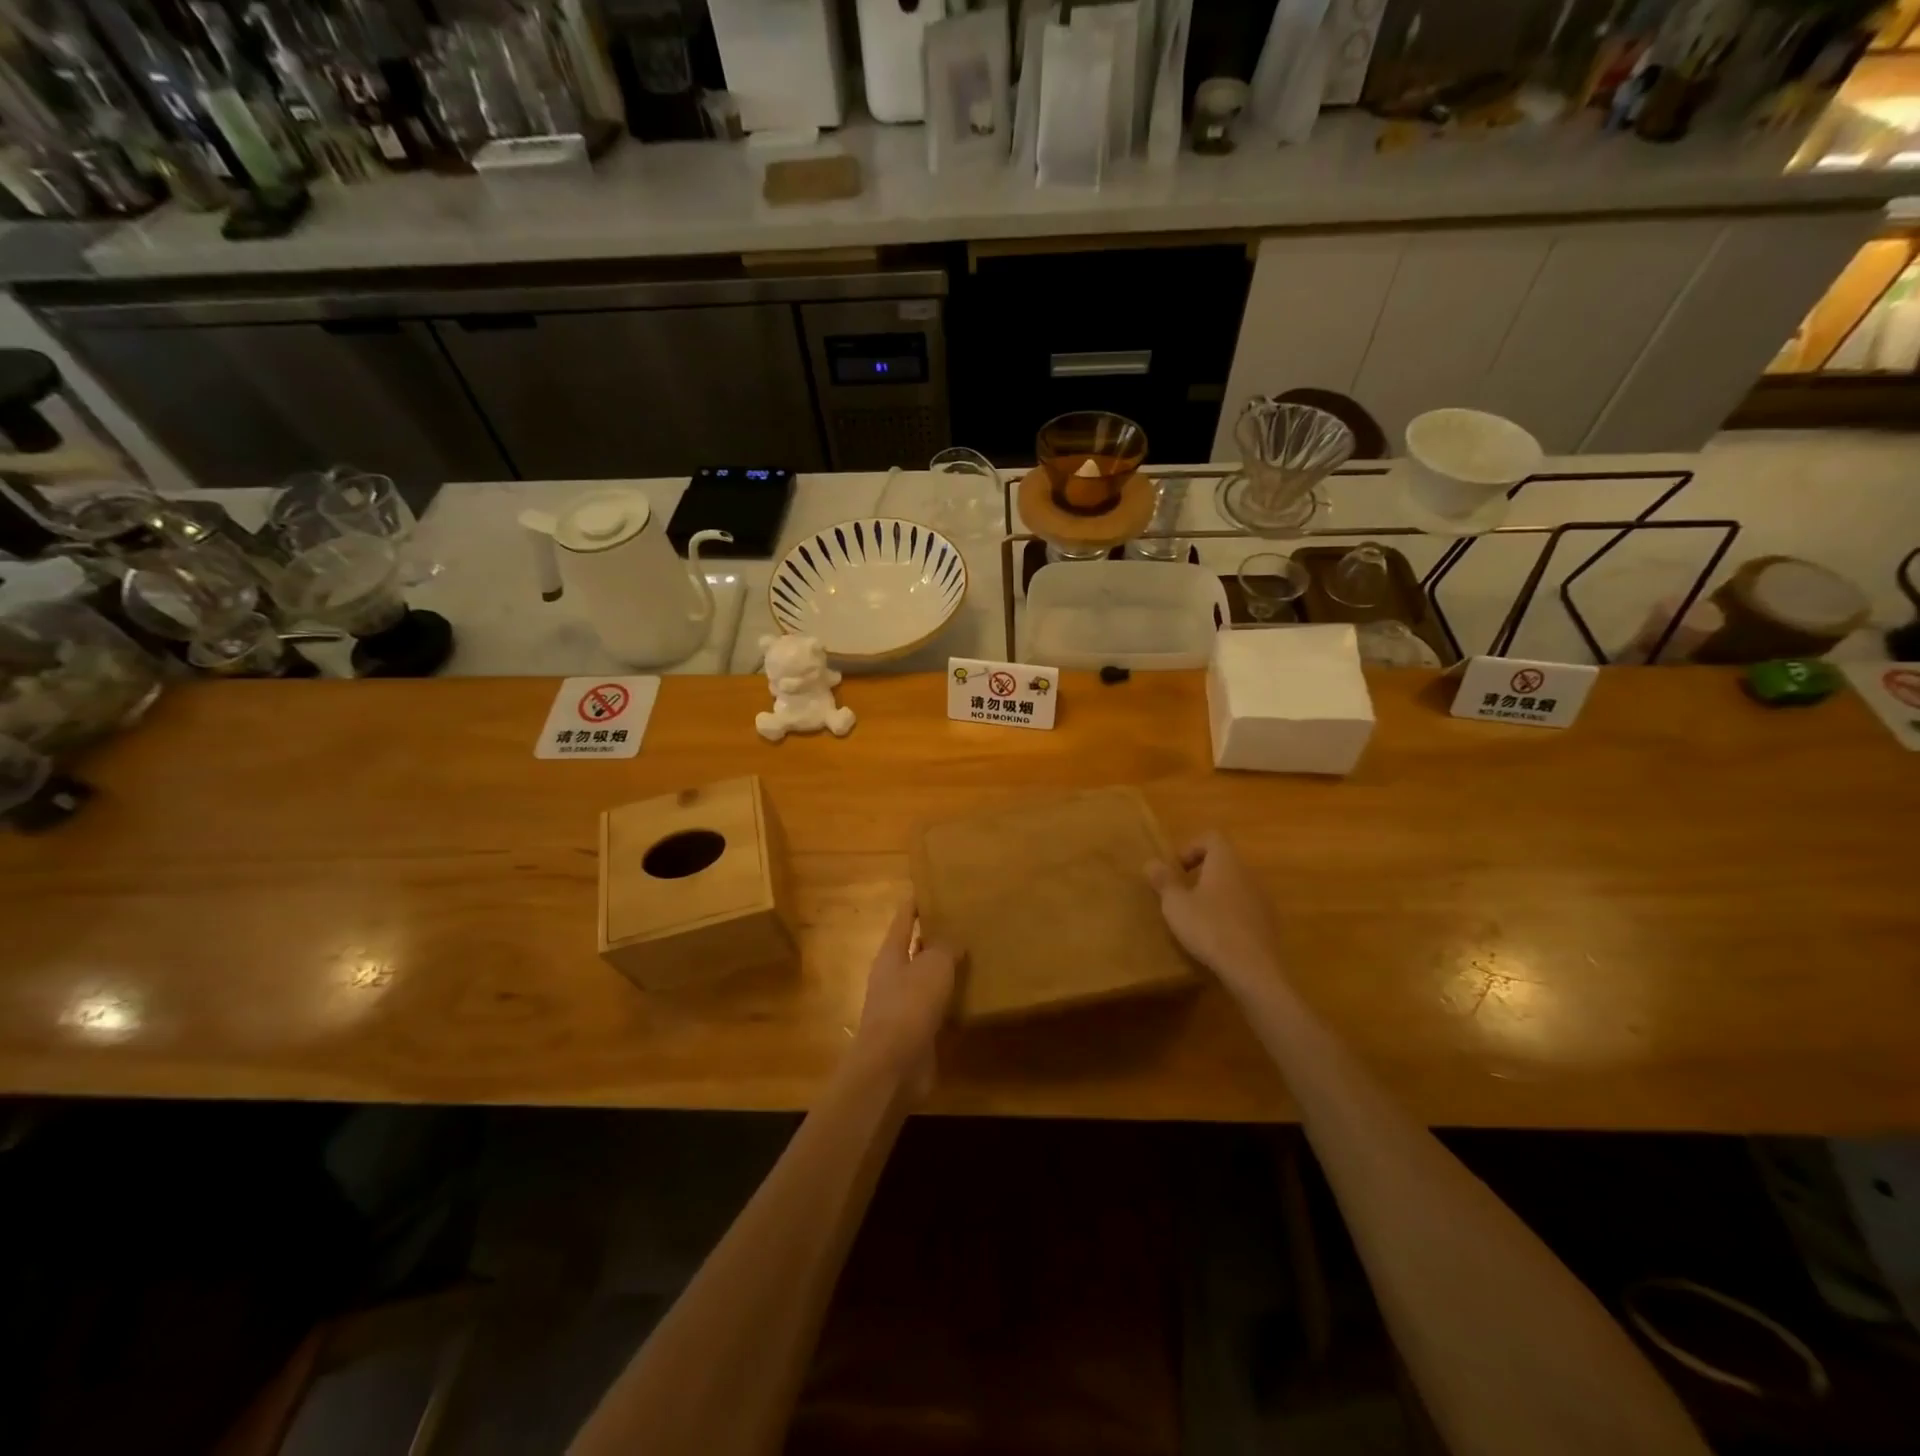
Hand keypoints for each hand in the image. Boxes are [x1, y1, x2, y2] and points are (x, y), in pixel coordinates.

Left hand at [850, 896, 956, 1102]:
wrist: (893, 1066)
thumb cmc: (909, 1006)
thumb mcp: (933, 966)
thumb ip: (946, 948)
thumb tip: (954, 941)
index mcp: (890, 954)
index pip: (903, 919)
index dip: (915, 903)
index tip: (931, 888)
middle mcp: (893, 977)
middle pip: (914, 949)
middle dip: (934, 936)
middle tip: (963, 922)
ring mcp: (902, 1006)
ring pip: (926, 979)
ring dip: (944, 970)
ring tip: (973, 956)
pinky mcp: (915, 1032)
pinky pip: (936, 1008)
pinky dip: (951, 1001)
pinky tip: (972, 997)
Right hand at [1145, 832, 1284, 990]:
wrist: (1254, 970)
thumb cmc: (1209, 928)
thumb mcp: (1176, 904)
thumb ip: (1164, 881)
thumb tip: (1151, 863)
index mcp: (1226, 862)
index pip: (1212, 837)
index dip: (1191, 848)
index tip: (1177, 871)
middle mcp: (1248, 874)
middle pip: (1224, 862)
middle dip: (1202, 874)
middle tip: (1182, 895)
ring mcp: (1263, 900)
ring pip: (1235, 887)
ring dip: (1216, 896)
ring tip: (1198, 919)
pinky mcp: (1269, 925)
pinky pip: (1246, 910)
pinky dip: (1230, 916)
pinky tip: (1217, 938)